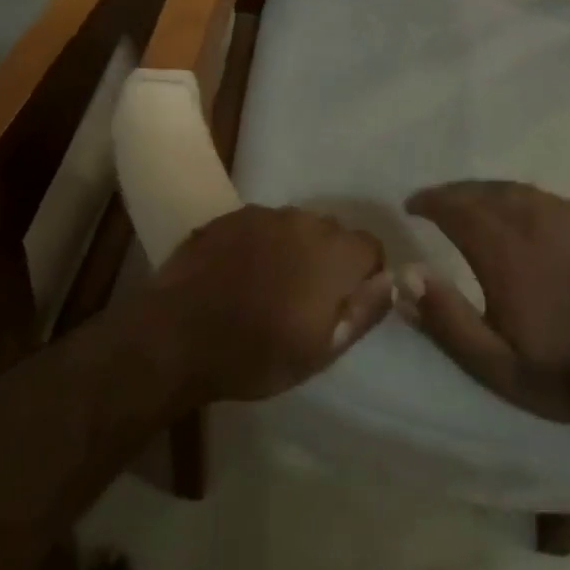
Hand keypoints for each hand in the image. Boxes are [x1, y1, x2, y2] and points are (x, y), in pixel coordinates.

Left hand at [152, 206, 393, 401]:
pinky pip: (262, 225)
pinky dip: (261, 244)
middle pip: (333, 233)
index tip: (345, 304)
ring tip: (270, 286)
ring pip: (296, 227)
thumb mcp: (320, 351)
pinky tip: (240, 274)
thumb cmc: (254, 354)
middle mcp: (302, 221)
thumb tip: (395, 281)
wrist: (175, 337)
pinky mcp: (230, 216)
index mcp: (332, 253)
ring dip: (295, 249)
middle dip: (330, 260)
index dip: (365, 275)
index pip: (370, 247)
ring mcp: (263, 215)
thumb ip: (364, 311)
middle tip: (307, 300)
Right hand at [401, 182, 569, 424]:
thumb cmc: (560, 370)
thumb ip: (445, 318)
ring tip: (470, 203)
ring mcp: (566, 219)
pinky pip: (543, 197)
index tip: (411, 205)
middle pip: (482, 191)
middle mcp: (530, 220)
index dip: (429, 202)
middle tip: (435, 203)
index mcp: (501, 249)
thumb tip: (404, 275)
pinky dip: (518, 197)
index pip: (454, 207)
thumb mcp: (492, 362)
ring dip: (484, 192)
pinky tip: (519, 212)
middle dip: (453, 193)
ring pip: (514, 189)